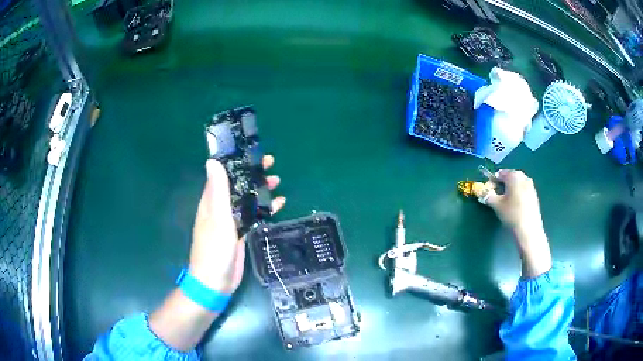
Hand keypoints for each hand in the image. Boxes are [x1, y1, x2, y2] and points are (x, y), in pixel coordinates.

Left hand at [188, 155, 285, 293]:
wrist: (215, 282)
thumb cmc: (214, 249)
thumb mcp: (217, 218)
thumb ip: (217, 191)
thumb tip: (212, 161)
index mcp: (211, 201)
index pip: (223, 174)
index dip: (237, 162)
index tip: (253, 153)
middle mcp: (220, 208)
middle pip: (237, 185)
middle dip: (253, 174)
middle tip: (271, 165)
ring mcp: (230, 222)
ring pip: (246, 199)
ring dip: (260, 190)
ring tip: (277, 182)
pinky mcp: (239, 234)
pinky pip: (252, 215)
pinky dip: (264, 208)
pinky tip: (279, 205)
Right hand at [485, 170, 551, 277]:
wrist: (529, 229)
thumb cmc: (512, 214)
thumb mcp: (496, 205)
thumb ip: (487, 195)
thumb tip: (481, 191)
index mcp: (514, 175)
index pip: (499, 174)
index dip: (492, 182)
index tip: (488, 192)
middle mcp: (523, 177)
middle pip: (509, 177)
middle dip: (501, 185)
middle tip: (496, 197)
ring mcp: (530, 185)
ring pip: (516, 184)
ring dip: (509, 190)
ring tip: (505, 202)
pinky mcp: (534, 195)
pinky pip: (522, 190)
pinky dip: (517, 194)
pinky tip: (514, 206)